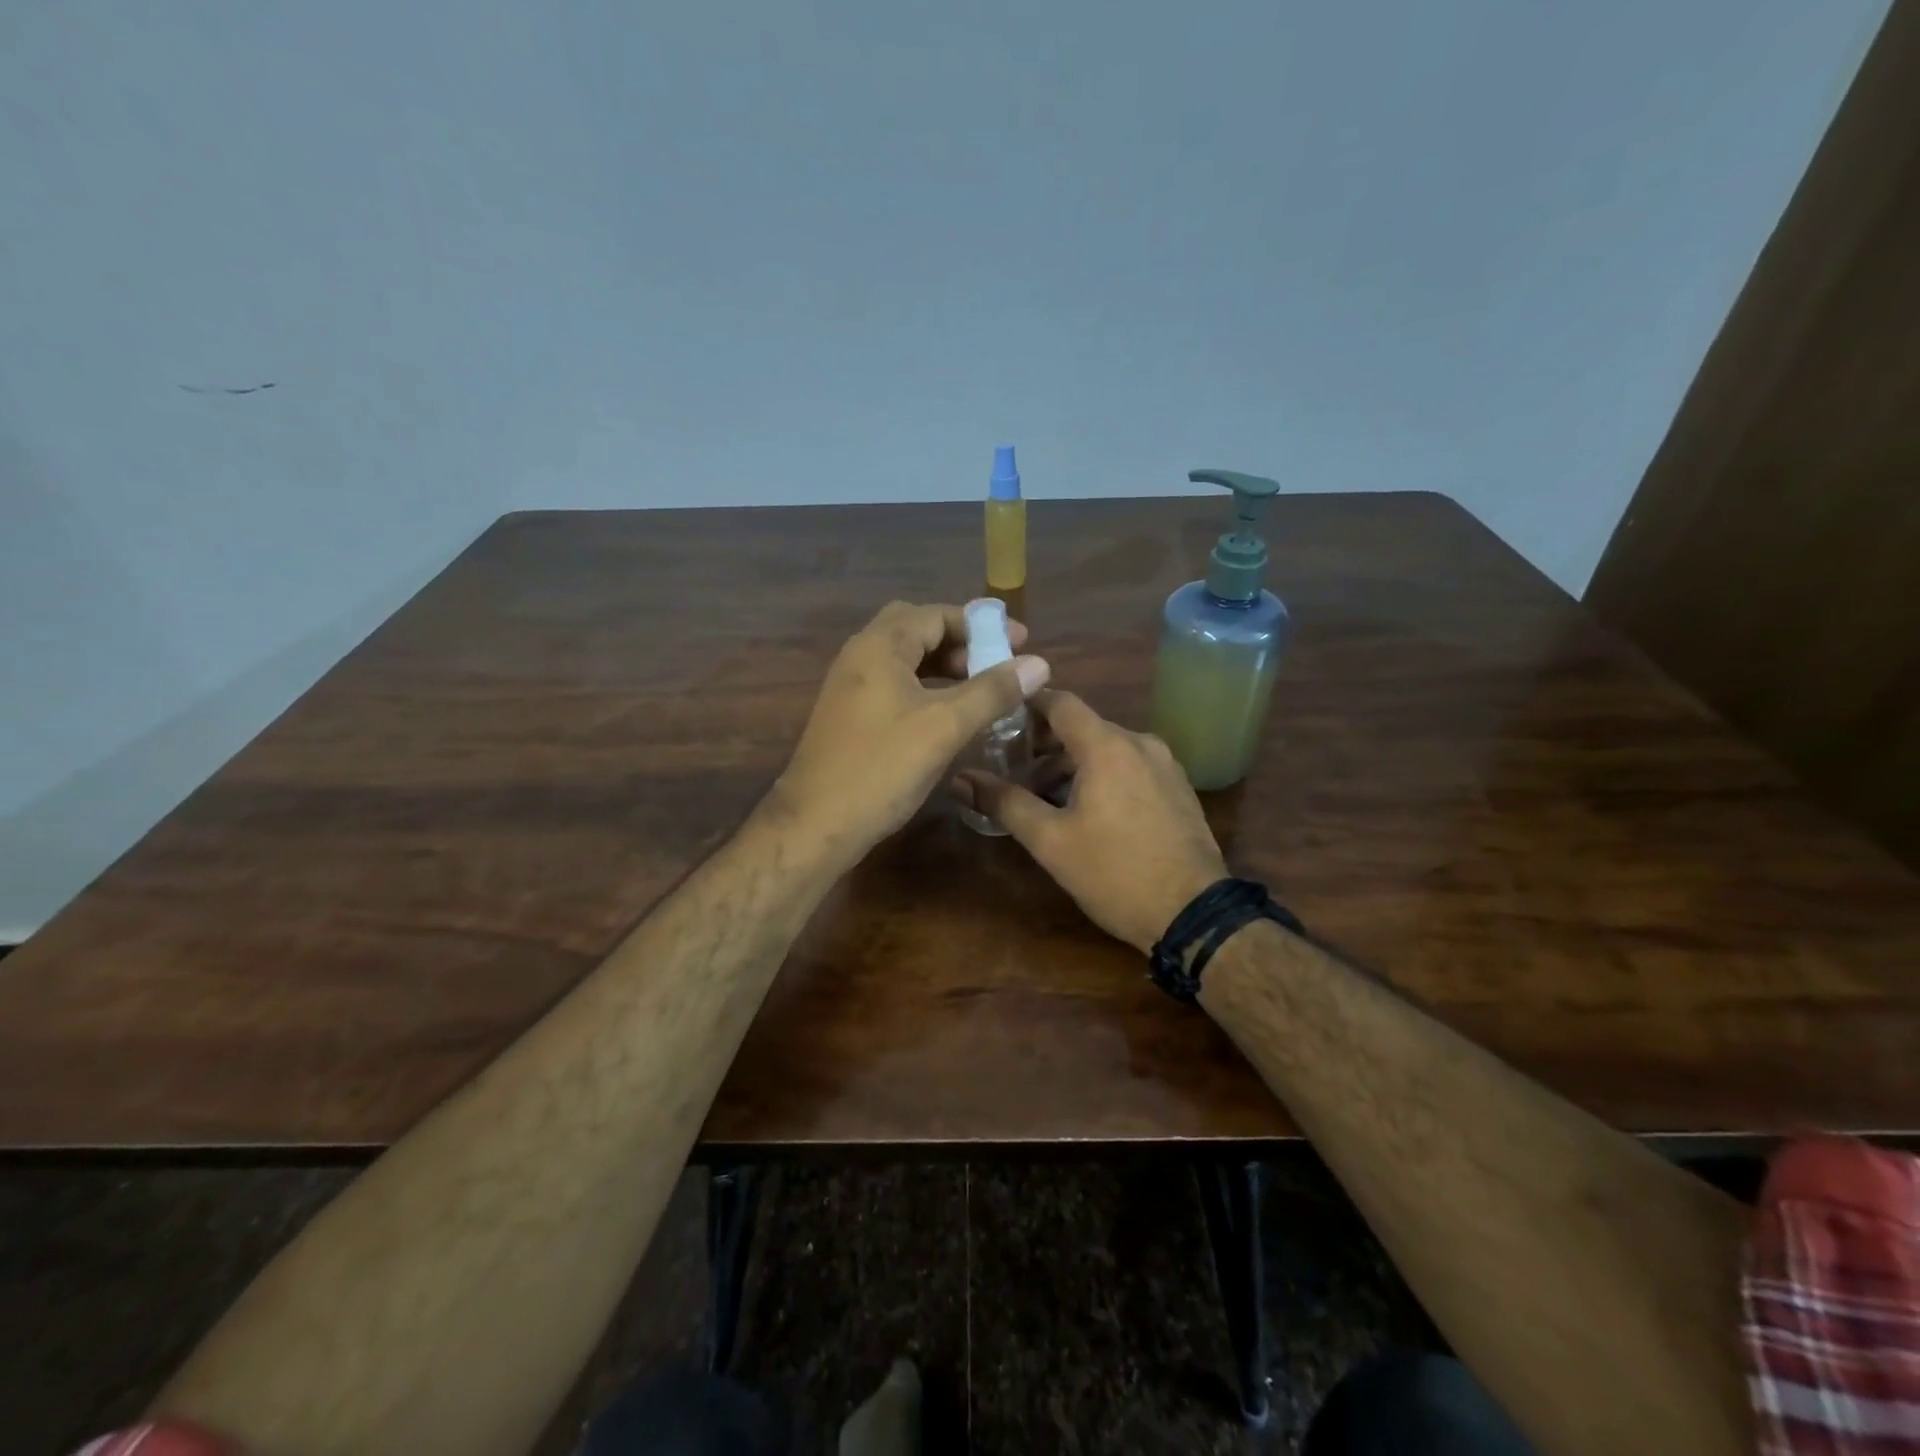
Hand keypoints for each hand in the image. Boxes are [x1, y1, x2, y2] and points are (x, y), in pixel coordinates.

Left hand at [770, 601, 1049, 858]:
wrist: (815, 824)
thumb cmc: (881, 769)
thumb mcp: (944, 727)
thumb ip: (992, 691)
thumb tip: (1039, 663)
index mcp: (880, 646)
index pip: (936, 614)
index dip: (982, 625)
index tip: (1020, 643)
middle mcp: (860, 656)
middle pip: (917, 629)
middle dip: (960, 641)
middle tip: (995, 663)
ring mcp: (850, 686)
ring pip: (904, 658)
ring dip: (943, 665)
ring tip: (981, 689)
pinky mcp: (849, 715)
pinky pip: (893, 684)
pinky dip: (925, 687)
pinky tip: (947, 714)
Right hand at [957, 691, 1225, 954]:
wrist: (1195, 914)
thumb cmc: (1115, 873)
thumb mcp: (1050, 841)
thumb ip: (1004, 803)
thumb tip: (961, 779)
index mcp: (1107, 746)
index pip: (1060, 702)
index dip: (1026, 705)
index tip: (998, 720)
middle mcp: (1139, 743)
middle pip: (1083, 726)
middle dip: (1044, 745)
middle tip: (1012, 770)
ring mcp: (1165, 765)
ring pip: (1107, 749)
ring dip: (1072, 765)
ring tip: (1044, 800)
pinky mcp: (1178, 788)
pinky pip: (1130, 767)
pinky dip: (1102, 775)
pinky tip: (1087, 812)